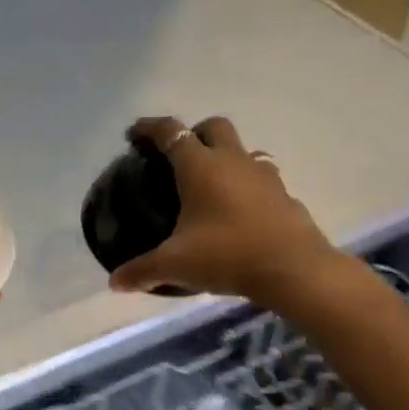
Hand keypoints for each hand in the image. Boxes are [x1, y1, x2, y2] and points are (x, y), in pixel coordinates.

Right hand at [107, 117, 338, 306]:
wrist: (293, 269)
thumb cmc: (227, 255)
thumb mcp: (175, 265)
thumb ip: (142, 271)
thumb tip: (115, 283)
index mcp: (200, 166)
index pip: (170, 132)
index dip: (150, 128)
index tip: (134, 134)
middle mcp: (233, 161)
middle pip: (213, 126)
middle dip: (194, 133)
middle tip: (179, 158)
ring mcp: (264, 176)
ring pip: (243, 150)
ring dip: (225, 158)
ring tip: (212, 185)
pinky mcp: (285, 196)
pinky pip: (262, 179)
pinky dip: (248, 186)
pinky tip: (240, 212)